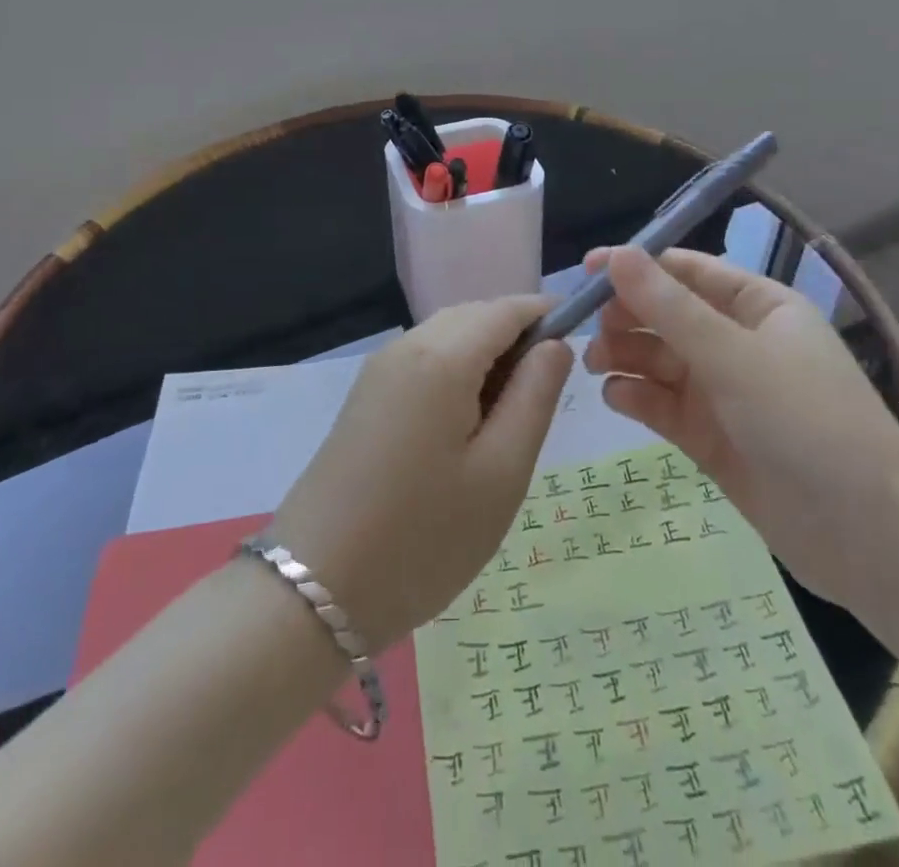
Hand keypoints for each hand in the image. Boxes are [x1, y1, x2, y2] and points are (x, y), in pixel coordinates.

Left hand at [271, 296, 573, 647]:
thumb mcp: (501, 473)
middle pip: (475, 316)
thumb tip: (556, 344)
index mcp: (442, 356)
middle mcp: (407, 346)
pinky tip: (468, 423)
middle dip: (517, 336)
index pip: (506, 308)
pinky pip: (424, 359)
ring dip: (487, 355)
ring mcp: (379, 369)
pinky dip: (457, 371)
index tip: (583, 342)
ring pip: (448, 336)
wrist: (315, 589)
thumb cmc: (424, 537)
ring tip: (511, 417)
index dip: (547, 314)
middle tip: (547, 395)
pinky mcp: (366, 395)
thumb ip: (535, 396)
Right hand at [583, 247, 898, 606]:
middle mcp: (739, 342)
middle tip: (588, 329)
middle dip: (627, 317)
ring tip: (595, 364)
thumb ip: (669, 308)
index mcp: (759, 306)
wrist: (869, 539)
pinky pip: (663, 403)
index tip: (586, 271)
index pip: (687, 271)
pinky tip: (617, 397)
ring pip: (660, 359)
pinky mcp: (711, 436)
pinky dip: (637, 396)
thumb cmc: (807, 424)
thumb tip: (617, 255)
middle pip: (667, 315)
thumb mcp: (734, 357)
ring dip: (625, 355)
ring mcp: (725, 392)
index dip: (636, 266)